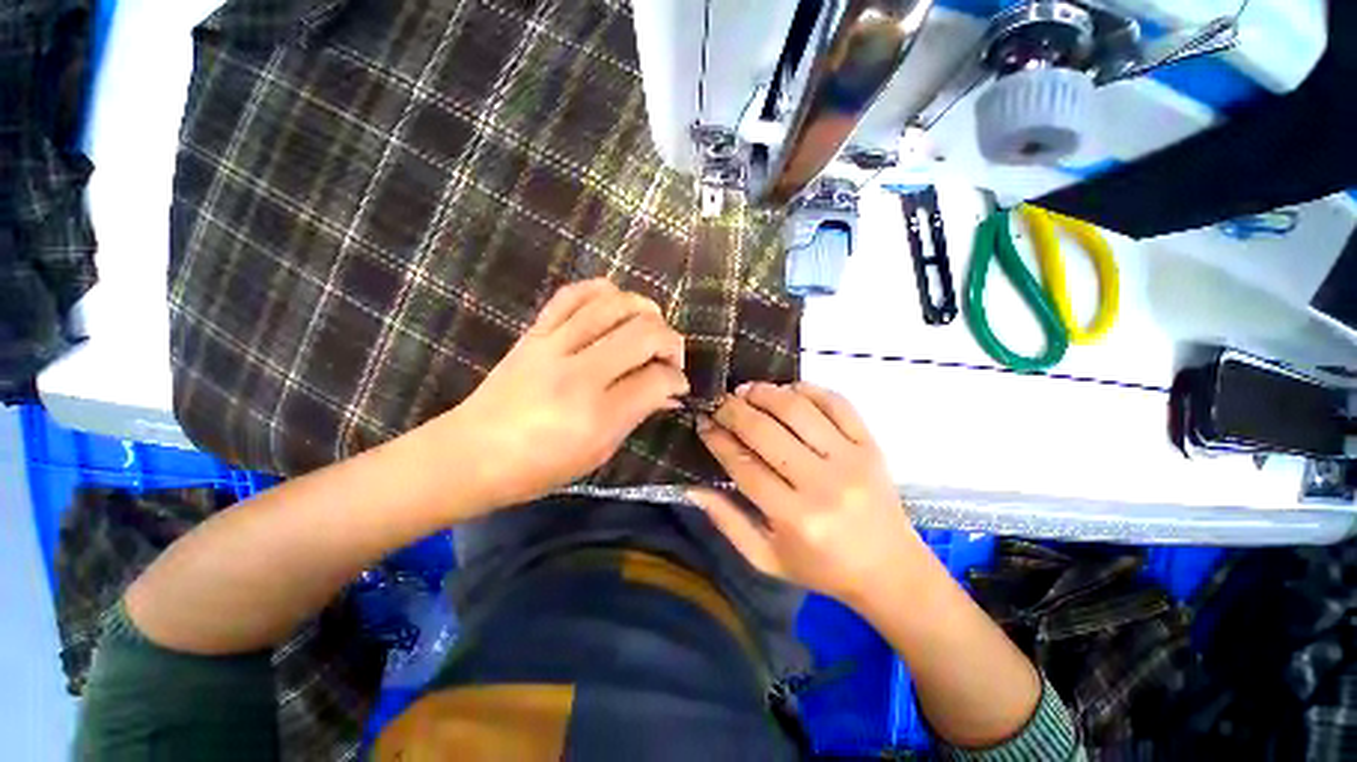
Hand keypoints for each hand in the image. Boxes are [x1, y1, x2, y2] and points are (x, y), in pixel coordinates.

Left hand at [442, 279, 688, 509]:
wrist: (469, 453)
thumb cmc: (538, 467)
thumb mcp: (598, 452)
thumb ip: (637, 414)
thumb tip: (669, 390)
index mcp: (596, 415)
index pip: (656, 380)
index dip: (677, 379)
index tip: (678, 384)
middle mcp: (578, 374)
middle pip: (643, 333)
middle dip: (671, 341)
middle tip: (670, 358)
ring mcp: (553, 346)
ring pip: (614, 304)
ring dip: (645, 310)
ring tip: (651, 326)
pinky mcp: (534, 332)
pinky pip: (573, 294)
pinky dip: (603, 291)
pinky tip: (616, 303)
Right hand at [689, 382, 920, 606]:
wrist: (891, 570)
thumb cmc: (822, 568)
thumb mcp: (766, 559)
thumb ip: (727, 522)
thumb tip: (692, 486)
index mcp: (795, 517)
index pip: (744, 465)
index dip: (718, 439)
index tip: (703, 423)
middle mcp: (823, 483)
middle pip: (766, 431)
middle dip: (734, 411)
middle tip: (719, 403)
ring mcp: (851, 459)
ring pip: (798, 410)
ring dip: (766, 393)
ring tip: (746, 391)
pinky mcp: (871, 445)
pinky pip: (836, 403)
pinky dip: (808, 389)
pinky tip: (787, 390)